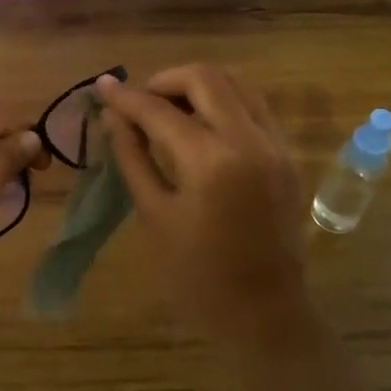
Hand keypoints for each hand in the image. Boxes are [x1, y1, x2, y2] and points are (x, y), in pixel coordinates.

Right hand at [97, 66, 324, 382]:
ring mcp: (276, 145)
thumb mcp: (154, 215)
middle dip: (165, 80)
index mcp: (212, 162)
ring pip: (237, 83)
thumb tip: (113, 118)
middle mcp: (251, 140)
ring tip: (169, 110)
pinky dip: (223, 102)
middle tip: (140, 103)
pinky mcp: (288, 155)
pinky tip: (201, 126)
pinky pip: (254, 106)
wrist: (265, 313)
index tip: (102, 87)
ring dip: (197, 87)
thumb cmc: (198, 275)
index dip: (126, 97)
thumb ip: (133, 158)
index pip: (160, 110)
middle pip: (206, 77)